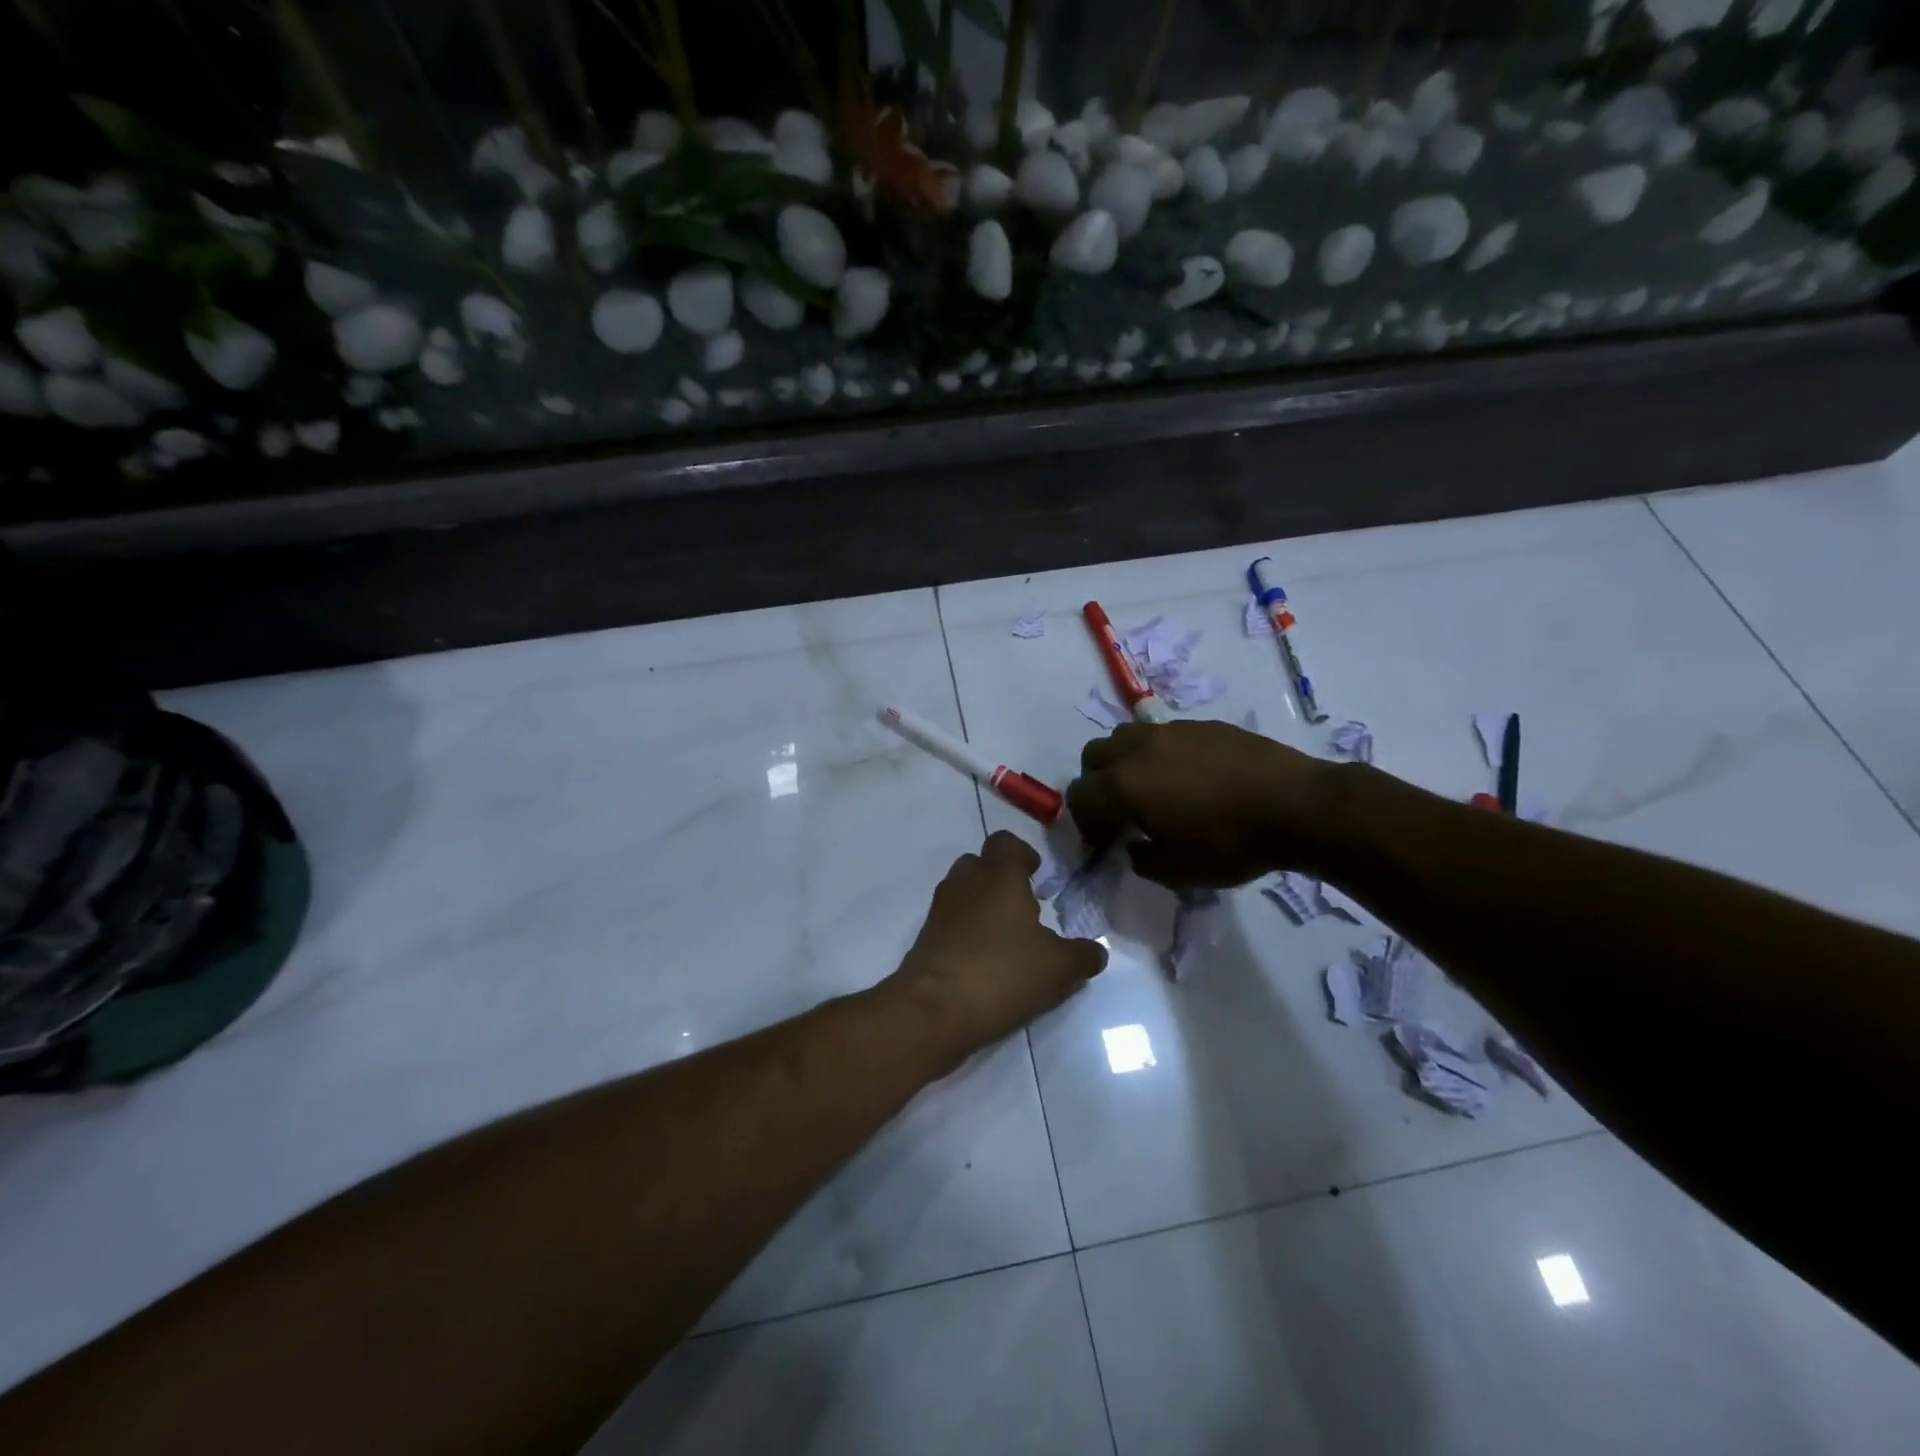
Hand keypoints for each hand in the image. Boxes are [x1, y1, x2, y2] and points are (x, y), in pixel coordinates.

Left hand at [886, 831, 1106, 1069]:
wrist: (934, 1009)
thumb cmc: (1003, 973)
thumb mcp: (1059, 968)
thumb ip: (1082, 955)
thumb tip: (1096, 951)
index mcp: (998, 875)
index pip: (1006, 842)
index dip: (1023, 855)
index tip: (1038, 877)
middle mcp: (965, 882)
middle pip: (981, 864)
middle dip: (1001, 881)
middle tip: (1025, 910)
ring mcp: (940, 910)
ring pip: (963, 893)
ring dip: (983, 907)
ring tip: (1007, 940)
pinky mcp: (925, 938)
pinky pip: (950, 923)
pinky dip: (966, 933)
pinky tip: (985, 963)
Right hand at [1067, 720, 1333, 887]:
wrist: (1295, 805)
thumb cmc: (1229, 843)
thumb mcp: (1177, 871)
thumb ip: (1142, 860)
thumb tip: (1135, 848)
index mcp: (1122, 785)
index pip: (1080, 796)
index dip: (1085, 823)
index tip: (1104, 842)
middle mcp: (1137, 749)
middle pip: (1094, 757)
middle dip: (1097, 783)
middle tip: (1120, 811)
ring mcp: (1170, 731)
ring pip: (1127, 738)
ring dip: (1126, 763)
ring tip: (1152, 788)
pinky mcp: (1201, 725)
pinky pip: (1164, 735)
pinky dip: (1161, 755)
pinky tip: (1191, 778)